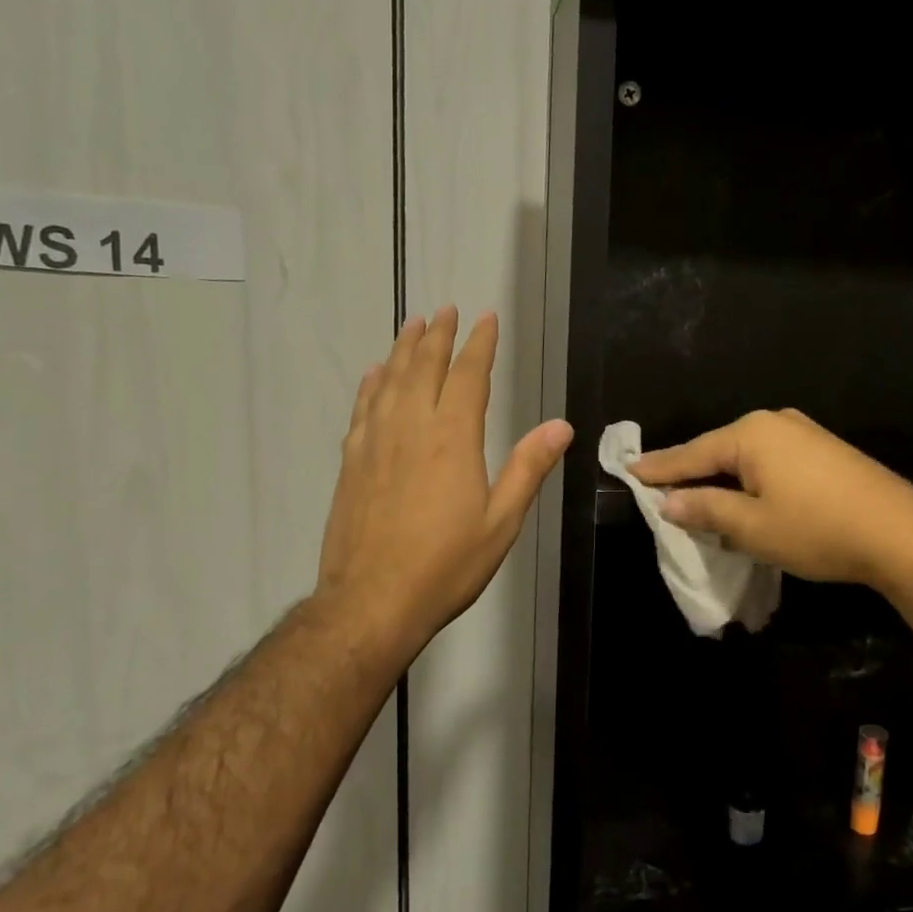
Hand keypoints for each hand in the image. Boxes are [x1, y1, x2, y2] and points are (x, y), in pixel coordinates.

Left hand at [315, 307, 571, 667]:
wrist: (371, 602)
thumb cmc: (446, 566)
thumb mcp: (501, 522)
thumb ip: (528, 468)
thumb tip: (561, 426)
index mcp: (452, 439)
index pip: (468, 376)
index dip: (479, 344)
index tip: (486, 318)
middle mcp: (411, 428)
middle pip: (423, 367)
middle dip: (437, 335)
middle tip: (445, 310)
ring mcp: (375, 443)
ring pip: (389, 381)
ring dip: (402, 349)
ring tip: (412, 325)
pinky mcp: (351, 463)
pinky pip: (363, 409)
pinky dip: (371, 385)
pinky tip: (374, 375)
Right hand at [631, 409, 912, 590]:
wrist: (902, 534)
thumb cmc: (817, 529)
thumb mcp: (752, 526)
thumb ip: (705, 509)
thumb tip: (669, 502)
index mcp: (750, 434)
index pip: (691, 453)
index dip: (659, 468)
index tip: (629, 470)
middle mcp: (774, 423)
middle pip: (718, 450)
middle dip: (689, 471)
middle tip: (656, 485)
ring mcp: (803, 433)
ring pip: (745, 456)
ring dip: (721, 477)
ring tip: (694, 492)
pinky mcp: (824, 450)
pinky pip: (770, 461)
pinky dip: (749, 478)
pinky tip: (743, 494)